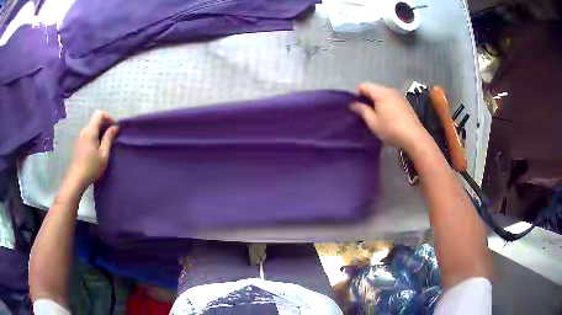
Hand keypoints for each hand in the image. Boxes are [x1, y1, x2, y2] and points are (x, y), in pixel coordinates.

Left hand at [67, 111, 118, 187]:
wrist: (76, 179)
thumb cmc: (91, 167)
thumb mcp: (104, 154)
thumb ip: (109, 138)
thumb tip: (115, 127)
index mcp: (90, 131)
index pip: (99, 114)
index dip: (108, 117)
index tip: (114, 128)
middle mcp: (84, 131)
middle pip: (96, 119)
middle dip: (105, 124)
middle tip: (113, 136)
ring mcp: (80, 137)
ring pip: (92, 127)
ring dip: (100, 131)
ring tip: (107, 143)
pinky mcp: (79, 143)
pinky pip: (89, 133)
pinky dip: (96, 136)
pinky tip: (98, 148)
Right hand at [350, 83, 426, 150]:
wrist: (414, 137)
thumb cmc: (391, 129)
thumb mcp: (373, 122)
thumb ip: (362, 111)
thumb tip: (353, 104)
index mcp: (381, 93)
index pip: (364, 86)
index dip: (357, 95)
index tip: (357, 107)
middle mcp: (390, 90)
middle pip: (374, 89)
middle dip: (367, 98)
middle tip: (365, 113)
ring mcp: (399, 96)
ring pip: (383, 94)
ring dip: (377, 102)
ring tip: (377, 116)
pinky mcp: (405, 103)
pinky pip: (391, 99)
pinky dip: (386, 104)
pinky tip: (388, 117)